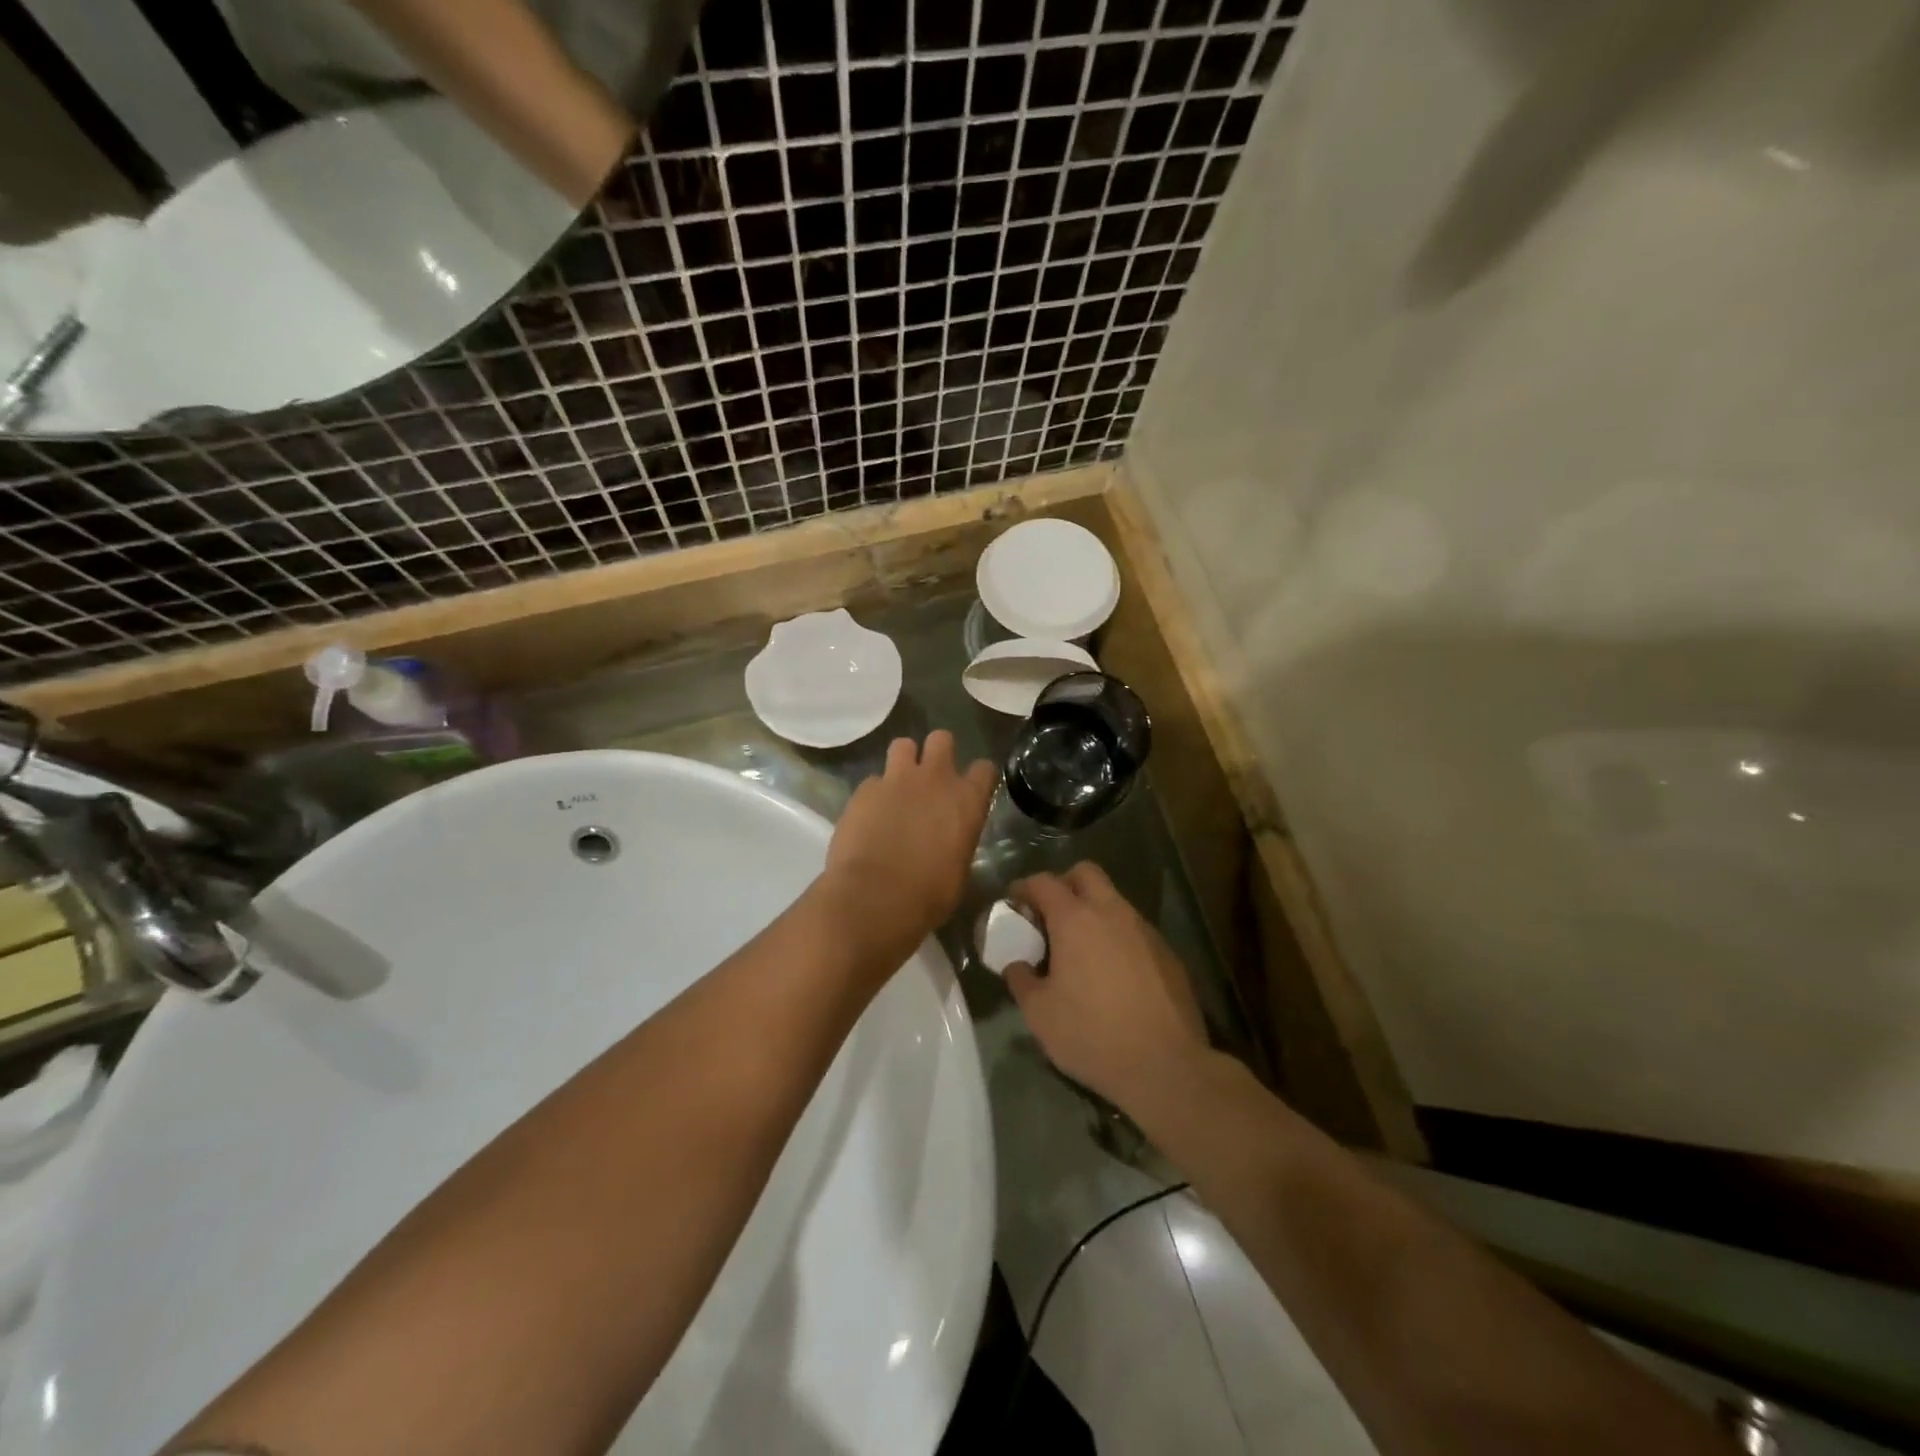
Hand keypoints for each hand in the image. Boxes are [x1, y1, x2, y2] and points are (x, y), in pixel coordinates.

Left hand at [821, 732, 996, 965]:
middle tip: (930, 778)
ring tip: (898, 787)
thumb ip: (957, 842)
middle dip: (937, 752)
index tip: (971, 788)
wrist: (874, 898)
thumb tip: (950, 845)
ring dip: (903, 762)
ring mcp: (896, 779)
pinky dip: (874, 793)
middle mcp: (935, 779)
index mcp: (967, 801)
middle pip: (942, 739)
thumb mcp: (959, 871)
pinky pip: (872, 780)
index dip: (978, 777)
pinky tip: (870, 815)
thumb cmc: (928, 896)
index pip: (984, 768)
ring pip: (902, 745)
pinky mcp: (863, 790)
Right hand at [1005, 863, 1209, 1115]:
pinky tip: (1112, 973)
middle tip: (1049, 916)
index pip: (1044, 882)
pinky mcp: (1168, 953)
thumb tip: (1016, 965)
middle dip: (1063, 884)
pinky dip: (1117, 937)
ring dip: (1093, 911)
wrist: (1166, 1066)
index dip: (1023, 887)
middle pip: (1085, 873)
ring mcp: (1145, 930)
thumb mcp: (1039, 1014)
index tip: (1013, 904)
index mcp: (1076, 919)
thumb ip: (1020, 980)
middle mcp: (1112, 912)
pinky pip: (1134, 930)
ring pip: (1114, 900)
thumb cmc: (1092, 1034)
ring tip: (1079, 948)